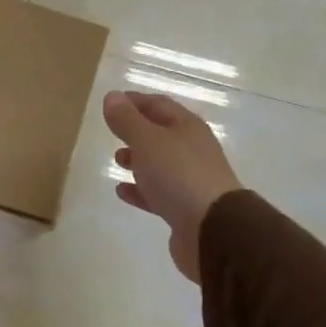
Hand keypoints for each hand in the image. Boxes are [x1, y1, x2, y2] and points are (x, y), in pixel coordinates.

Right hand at [103, 90, 242, 283]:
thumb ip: (127, 120)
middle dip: (136, 131)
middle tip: (112, 131)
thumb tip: (112, 96)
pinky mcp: (185, 209)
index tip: (112, 101)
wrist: (213, 230)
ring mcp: (191, 180)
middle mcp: (192, 150)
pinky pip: (158, 193)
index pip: (159, 104)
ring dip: (138, 159)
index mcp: (187, 127)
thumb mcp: (147, 140)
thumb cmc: (178, 175)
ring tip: (117, 160)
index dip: (135, 101)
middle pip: (161, 133)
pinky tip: (122, 191)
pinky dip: (140, 189)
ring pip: (160, 164)